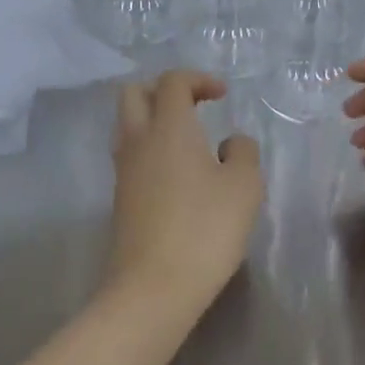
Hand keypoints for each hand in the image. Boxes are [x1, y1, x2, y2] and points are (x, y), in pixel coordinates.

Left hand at [107, 70, 263, 308]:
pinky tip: (179, 176)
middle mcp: (138, 141)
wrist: (154, 286)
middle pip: (134, 93)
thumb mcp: (244, 186)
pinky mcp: (120, 199)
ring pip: (128, 126)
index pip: (172, 81)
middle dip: (163, 90)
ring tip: (190, 143)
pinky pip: (131, 156)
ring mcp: (124, 171)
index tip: (223, 95)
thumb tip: (230, 143)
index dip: (198, 79)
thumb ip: (242, 152)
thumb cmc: (205, 228)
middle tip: (195, 107)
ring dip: (154, 121)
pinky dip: (151, 150)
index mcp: (168, 127)